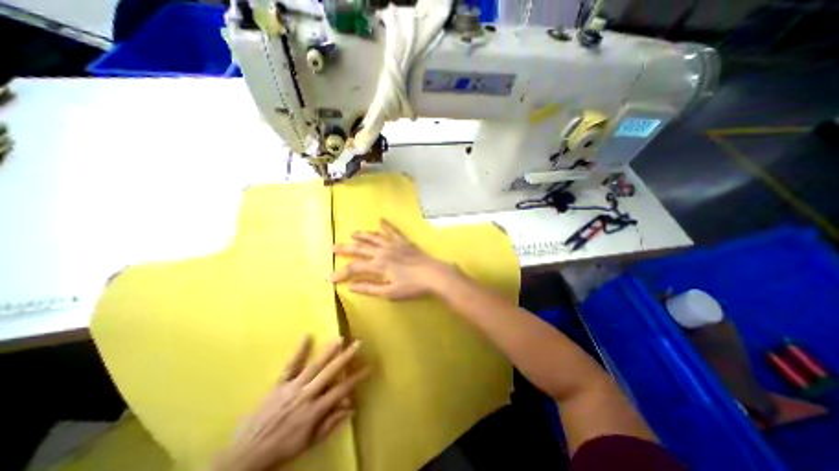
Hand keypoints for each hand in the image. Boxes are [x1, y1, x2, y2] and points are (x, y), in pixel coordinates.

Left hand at [210, 336, 369, 469]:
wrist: (245, 456)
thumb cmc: (282, 448)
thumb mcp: (309, 442)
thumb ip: (331, 423)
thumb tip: (351, 406)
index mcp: (314, 411)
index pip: (341, 390)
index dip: (356, 378)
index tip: (368, 367)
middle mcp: (306, 395)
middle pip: (330, 372)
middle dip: (346, 357)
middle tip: (358, 344)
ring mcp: (291, 388)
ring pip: (314, 366)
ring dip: (328, 351)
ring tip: (340, 338)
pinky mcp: (278, 384)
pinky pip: (290, 365)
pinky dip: (299, 351)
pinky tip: (307, 336)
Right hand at [329, 218, 458, 298]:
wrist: (433, 274)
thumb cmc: (412, 286)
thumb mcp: (389, 292)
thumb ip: (370, 288)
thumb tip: (351, 287)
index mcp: (378, 265)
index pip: (354, 268)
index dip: (340, 273)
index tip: (328, 277)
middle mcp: (382, 251)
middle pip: (360, 248)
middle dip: (345, 248)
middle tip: (333, 247)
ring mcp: (393, 244)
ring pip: (373, 237)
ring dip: (362, 235)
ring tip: (352, 233)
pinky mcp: (403, 242)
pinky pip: (393, 231)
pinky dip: (386, 225)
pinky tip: (381, 220)